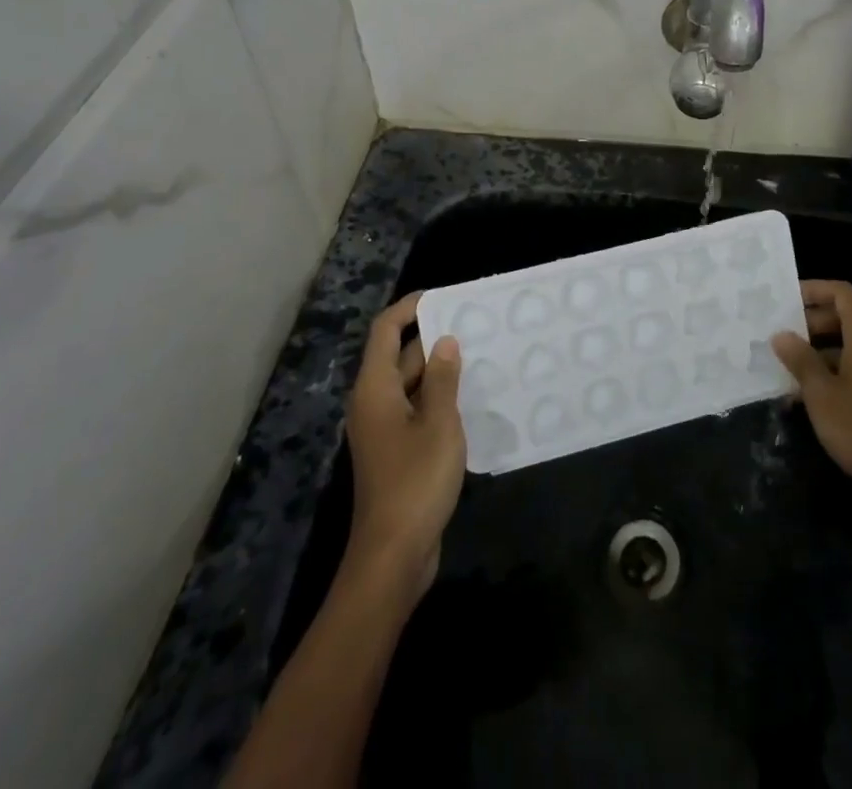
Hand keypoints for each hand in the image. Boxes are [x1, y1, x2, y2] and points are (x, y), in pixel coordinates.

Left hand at [345, 294, 464, 599]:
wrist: (394, 555)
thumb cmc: (415, 481)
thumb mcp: (438, 423)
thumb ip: (442, 378)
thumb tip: (444, 341)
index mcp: (375, 389)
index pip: (385, 331)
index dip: (409, 308)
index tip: (443, 296)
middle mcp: (373, 403)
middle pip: (398, 356)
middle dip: (431, 337)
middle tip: (473, 325)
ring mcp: (383, 430)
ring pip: (409, 384)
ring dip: (438, 369)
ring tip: (478, 354)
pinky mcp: (395, 452)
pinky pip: (415, 409)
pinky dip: (437, 397)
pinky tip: (470, 397)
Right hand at [772, 280, 851, 518]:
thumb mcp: (820, 393)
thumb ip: (800, 359)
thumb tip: (781, 335)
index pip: (842, 293)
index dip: (814, 290)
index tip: (786, 300)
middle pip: (847, 318)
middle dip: (812, 324)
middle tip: (781, 336)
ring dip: (821, 352)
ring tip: (788, 369)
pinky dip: (837, 371)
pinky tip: (811, 396)